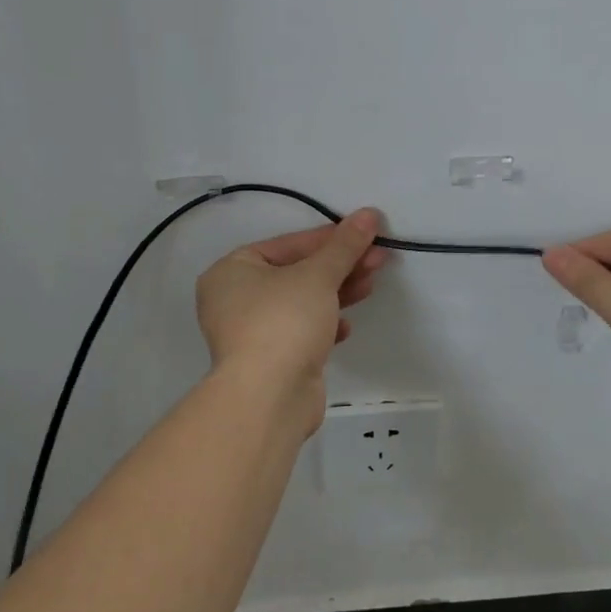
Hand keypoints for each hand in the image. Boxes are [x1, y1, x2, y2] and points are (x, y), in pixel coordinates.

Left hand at [196, 210, 389, 426]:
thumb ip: (344, 245)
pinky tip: (344, 327)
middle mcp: (234, 299)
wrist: (269, 397)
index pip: (288, 244)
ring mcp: (251, 332)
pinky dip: (324, 325)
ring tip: (371, 285)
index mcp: (232, 271)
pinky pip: (300, 331)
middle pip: (296, 272)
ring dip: (337, 293)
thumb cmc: (284, 321)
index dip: (330, 238)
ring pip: (301, 302)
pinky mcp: (270, 360)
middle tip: (378, 259)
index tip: (366, 233)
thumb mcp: (318, 275)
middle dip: (339, 266)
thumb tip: (369, 214)